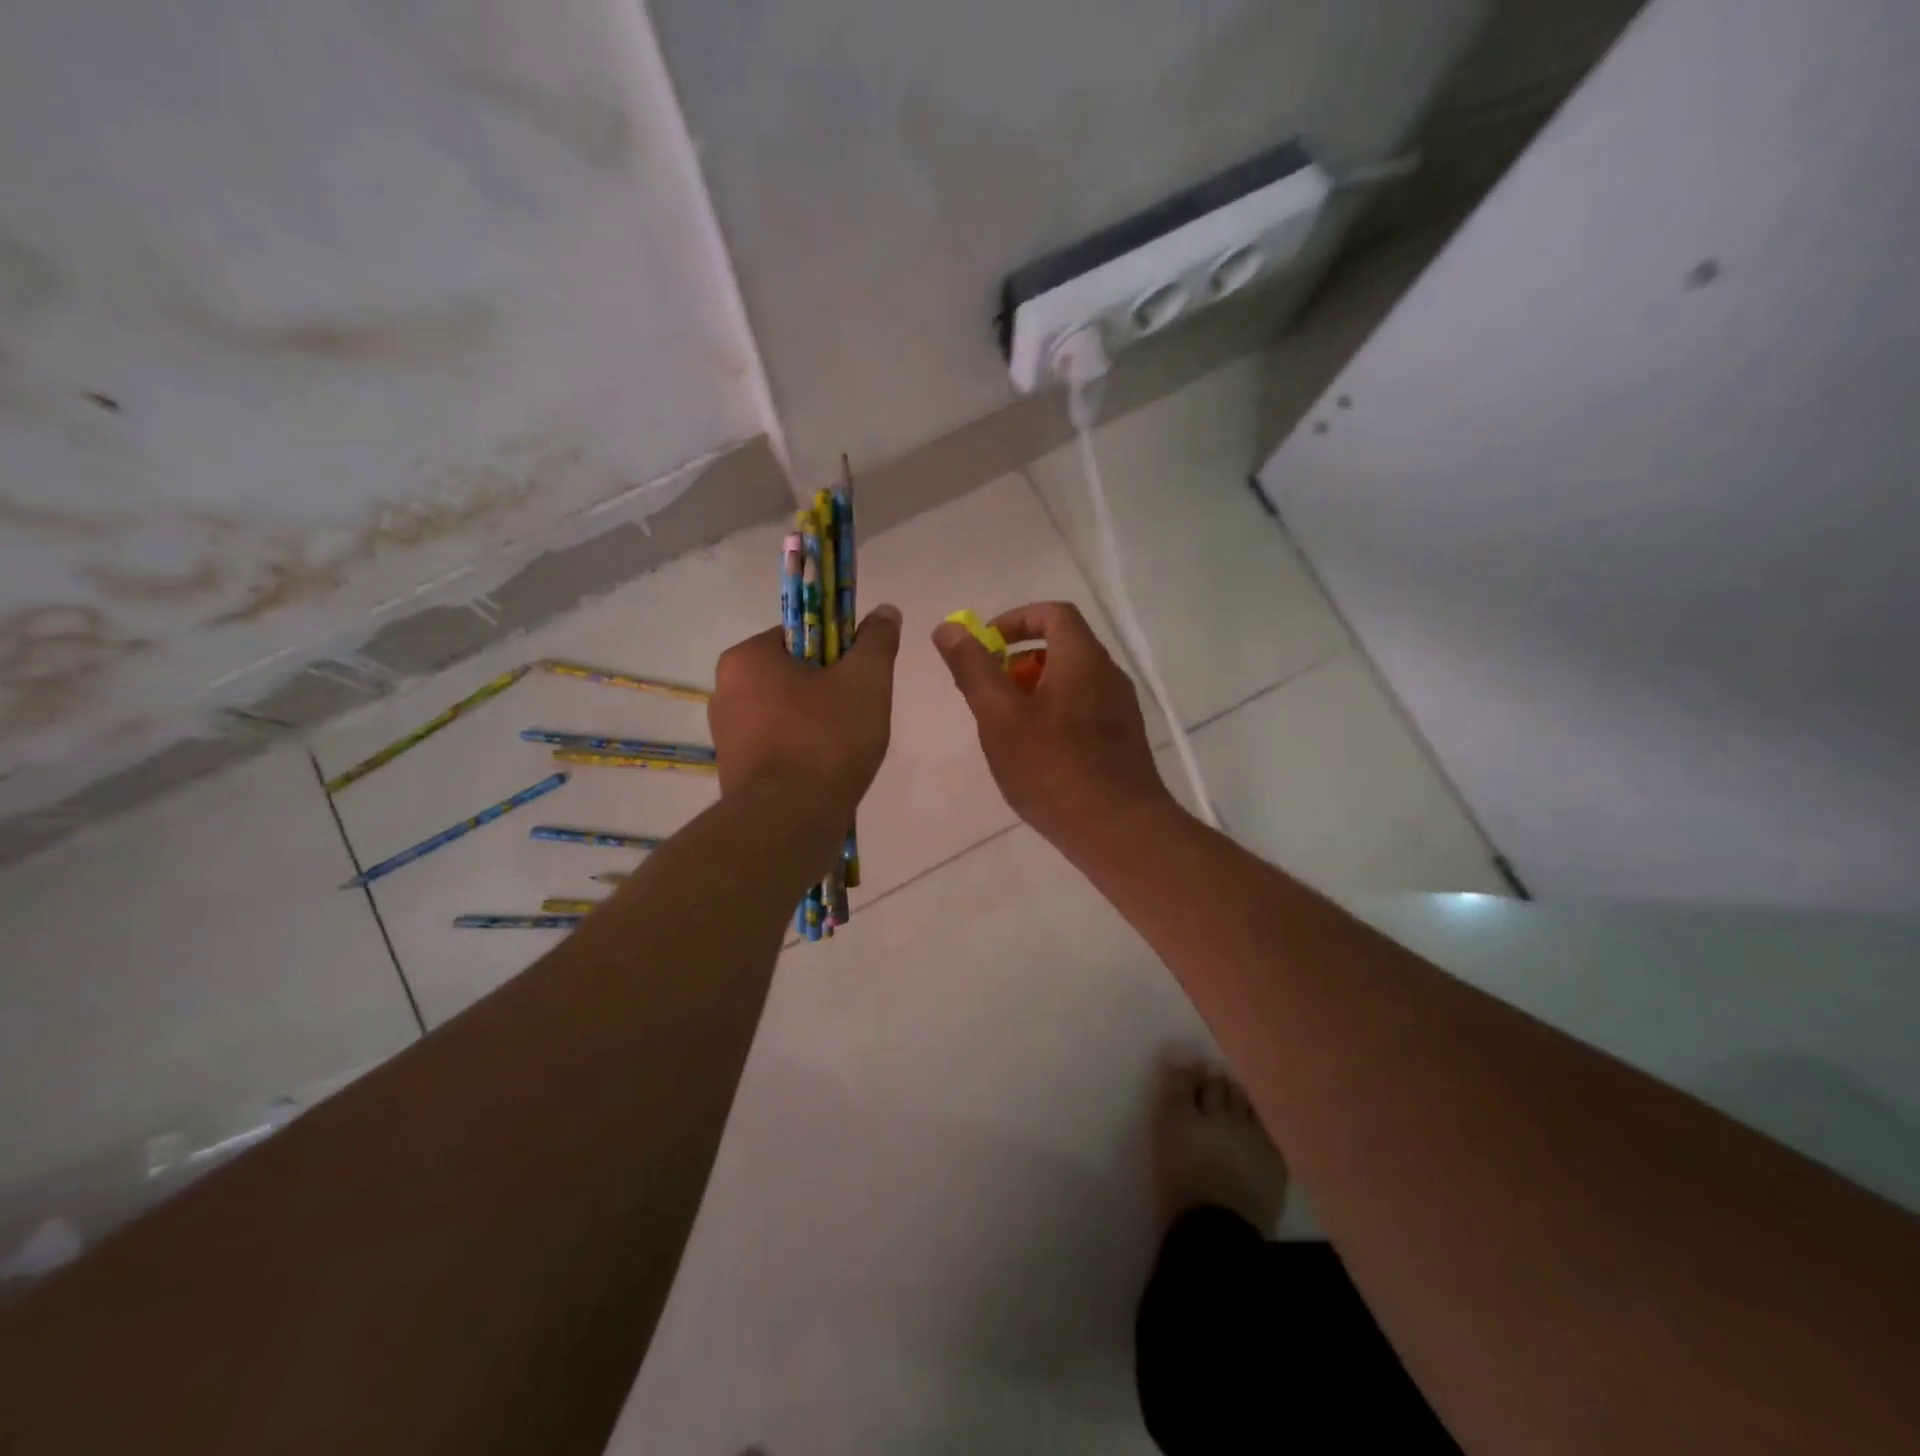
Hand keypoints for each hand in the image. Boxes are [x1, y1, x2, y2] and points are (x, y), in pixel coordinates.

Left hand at [710, 605, 902, 816]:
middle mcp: (724, 690)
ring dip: (817, 723)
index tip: (859, 677)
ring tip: (845, 748)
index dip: (838, 651)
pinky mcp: (733, 770)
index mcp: (747, 658)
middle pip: (793, 675)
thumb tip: (885, 611)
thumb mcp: (865, 682)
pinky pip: (777, 745)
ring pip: (786, 712)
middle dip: (828, 690)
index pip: (800, 635)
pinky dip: (802, 751)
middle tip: (858, 714)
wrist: (789, 822)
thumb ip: (877, 641)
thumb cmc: (825, 740)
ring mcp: (726, 734)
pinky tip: (825, 771)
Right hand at [933, 601, 1174, 848]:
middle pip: (1062, 648)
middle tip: (989, 695)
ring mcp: (1121, 710)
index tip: (985, 646)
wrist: (1118, 830)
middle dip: (1018, 663)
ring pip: (1072, 683)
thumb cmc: (1052, 767)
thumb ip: (973, 668)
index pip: (1053, 613)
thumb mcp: (999, 715)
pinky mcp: (1124, 741)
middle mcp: (1109, 675)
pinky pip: (1083, 712)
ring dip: (1034, 693)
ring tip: (1006, 729)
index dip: (1014, 620)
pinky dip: (1054, 717)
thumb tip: (948, 628)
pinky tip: (1036, 757)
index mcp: (1083, 658)